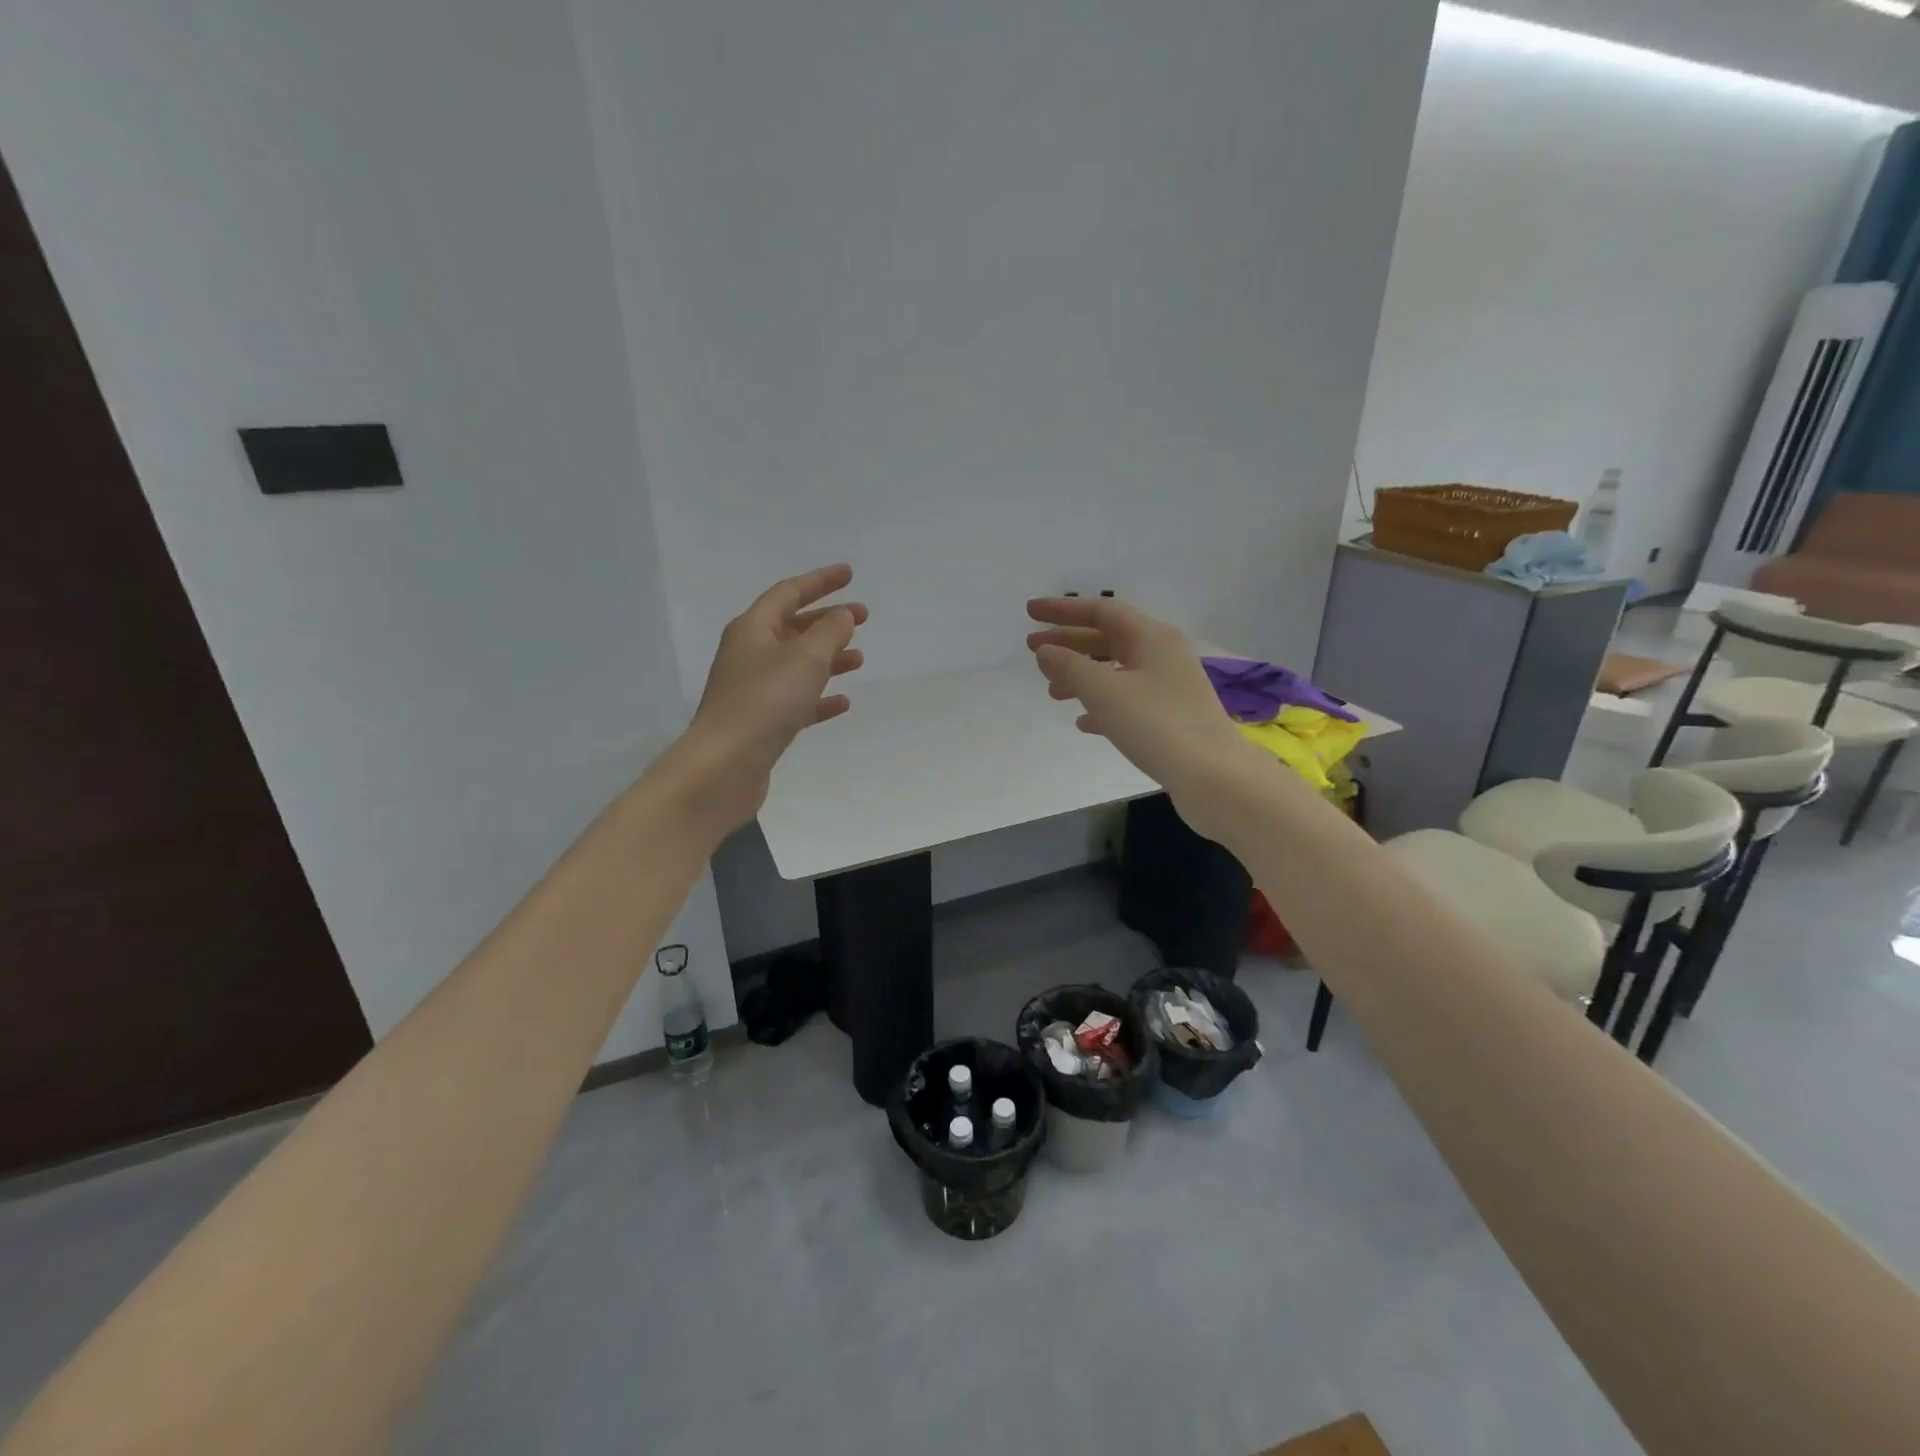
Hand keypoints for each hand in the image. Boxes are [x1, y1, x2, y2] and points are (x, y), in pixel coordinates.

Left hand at [675, 565, 865, 833]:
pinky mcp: (761, 722)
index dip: (820, 581)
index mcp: (753, 629)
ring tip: (859, 660)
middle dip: (828, 621)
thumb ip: (830, 632)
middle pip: (793, 627)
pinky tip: (842, 703)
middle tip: (863, 618)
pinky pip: (796, 701)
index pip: (789, 592)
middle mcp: (749, 654)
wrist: (725, 765)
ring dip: (828, 658)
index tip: (849, 575)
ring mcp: (753, 690)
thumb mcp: (805, 657)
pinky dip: (819, 698)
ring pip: (797, 664)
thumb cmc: (766, 701)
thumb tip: (842, 616)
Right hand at [1026, 596, 1257, 841]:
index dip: (1063, 610)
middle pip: (1108, 639)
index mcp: (1151, 637)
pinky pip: (1128, 701)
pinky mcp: (1171, 718)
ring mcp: (1170, 687)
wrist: (1213, 777)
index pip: (1101, 610)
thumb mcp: (1104, 692)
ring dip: (1082, 676)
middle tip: (1032, 649)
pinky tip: (1083, 723)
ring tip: (1051, 692)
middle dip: (1069, 643)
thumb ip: (1070, 666)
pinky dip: (1102, 706)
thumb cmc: (1156, 725)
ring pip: (1116, 671)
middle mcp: (1163, 655)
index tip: (1030, 612)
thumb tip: (1046, 650)